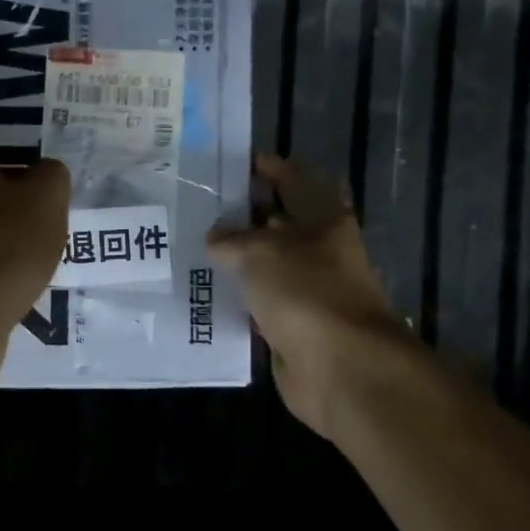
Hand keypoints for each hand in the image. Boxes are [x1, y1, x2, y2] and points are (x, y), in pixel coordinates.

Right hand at [209, 155, 416, 439]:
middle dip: (241, 214)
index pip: (292, 180)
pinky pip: (257, 303)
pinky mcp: (290, 325)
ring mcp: (305, 290)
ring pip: (264, 265)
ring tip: (189, 246)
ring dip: (234, 258)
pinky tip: (201, 291)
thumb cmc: (306, 293)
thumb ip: (231, 239)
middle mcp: (317, 251)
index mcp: (323, 219)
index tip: (228, 162)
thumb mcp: (260, 251)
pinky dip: (235, 297)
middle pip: (276, 223)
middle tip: (195, 207)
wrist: (340, 368)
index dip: (264, 168)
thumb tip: (215, 237)